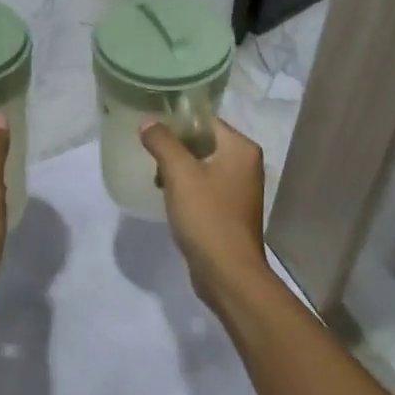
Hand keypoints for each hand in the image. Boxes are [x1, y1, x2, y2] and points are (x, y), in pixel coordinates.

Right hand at [140, 118, 268, 305]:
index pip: (205, 120)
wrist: (228, 273)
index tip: (151, 130)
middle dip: (175, 149)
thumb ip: (162, 142)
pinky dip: (187, 188)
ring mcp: (240, 189)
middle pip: (203, 142)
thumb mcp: (179, 174)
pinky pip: (205, 187)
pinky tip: (170, 199)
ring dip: (178, 170)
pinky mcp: (230, 210)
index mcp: (241, 149)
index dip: (177, 122)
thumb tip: (148, 122)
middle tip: (151, 157)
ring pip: (202, 166)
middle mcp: (246, 164)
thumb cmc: (207, 216)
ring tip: (157, 181)